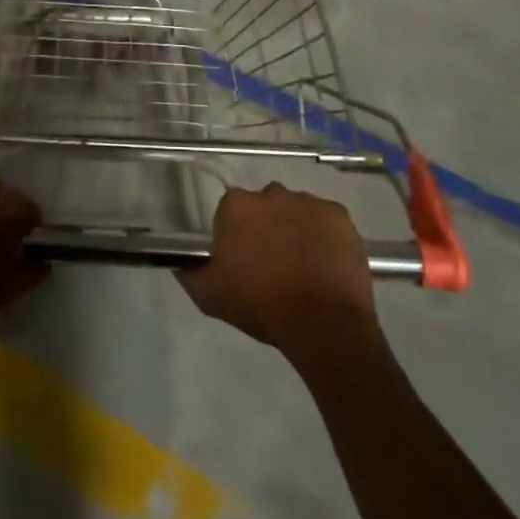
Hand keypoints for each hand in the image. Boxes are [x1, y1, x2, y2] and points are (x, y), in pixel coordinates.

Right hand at [178, 184, 379, 368]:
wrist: (324, 325)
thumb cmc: (262, 307)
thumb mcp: (210, 297)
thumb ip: (190, 273)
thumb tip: (182, 262)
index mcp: (236, 207)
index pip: (230, 212)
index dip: (236, 235)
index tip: (242, 259)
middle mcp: (270, 193)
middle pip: (264, 206)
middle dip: (266, 227)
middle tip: (272, 263)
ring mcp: (307, 201)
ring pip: (295, 210)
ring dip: (295, 229)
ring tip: (302, 266)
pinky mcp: (338, 215)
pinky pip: (325, 220)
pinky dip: (324, 235)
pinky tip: (324, 263)